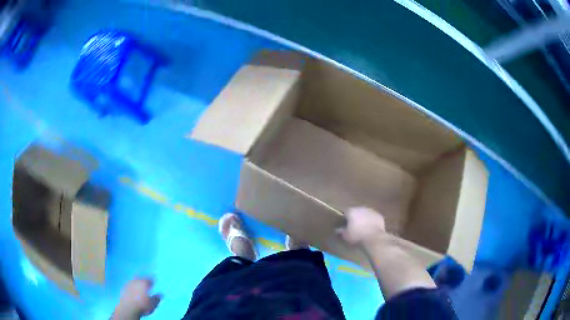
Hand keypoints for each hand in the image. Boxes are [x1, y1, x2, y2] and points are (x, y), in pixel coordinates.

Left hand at [112, 278, 161, 318]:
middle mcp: (135, 281)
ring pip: (133, 281)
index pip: (149, 279)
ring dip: (136, 282)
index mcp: (143, 283)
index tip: (154, 279)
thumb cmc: (142, 305)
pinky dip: (132, 287)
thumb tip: (160, 294)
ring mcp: (128, 284)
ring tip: (139, 286)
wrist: (128, 308)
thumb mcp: (153, 304)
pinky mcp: (123, 289)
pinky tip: (133, 290)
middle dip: (143, 279)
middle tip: (146, 281)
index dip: (152, 279)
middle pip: (140, 278)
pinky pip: (129, 285)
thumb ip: (156, 298)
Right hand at [338, 207, 386, 245]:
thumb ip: (341, 231)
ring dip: (364, 218)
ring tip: (363, 227)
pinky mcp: (379, 215)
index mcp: (352, 211)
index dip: (345, 218)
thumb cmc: (357, 236)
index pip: (346, 212)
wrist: (374, 237)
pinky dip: (372, 221)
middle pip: (357, 211)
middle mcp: (361, 208)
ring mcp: (372, 211)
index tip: (345, 224)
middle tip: (355, 226)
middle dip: (356, 217)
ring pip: (366, 213)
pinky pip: (373, 217)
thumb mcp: (346, 235)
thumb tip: (337, 230)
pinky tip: (371, 228)